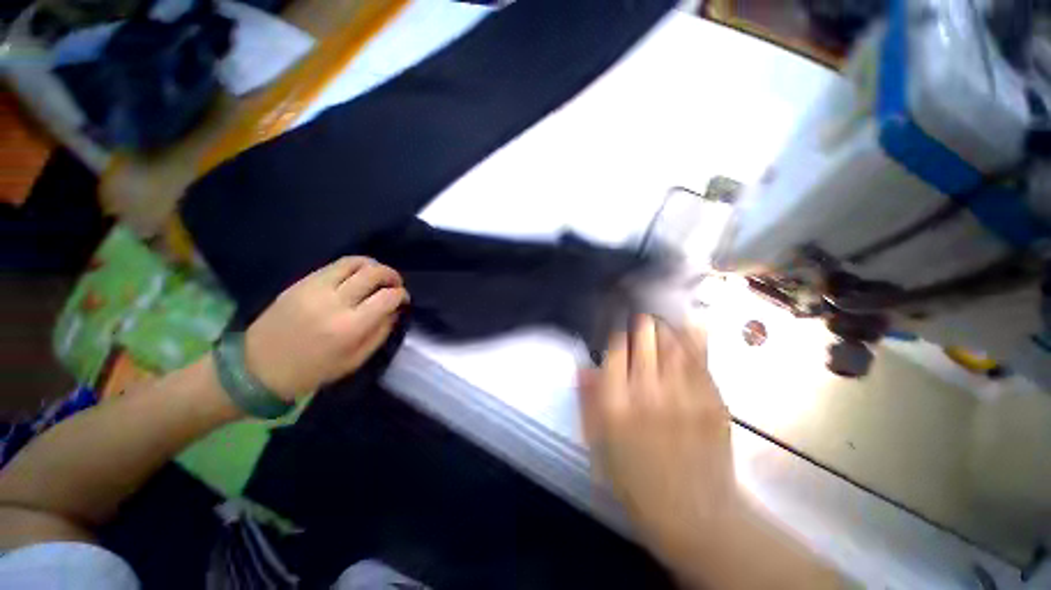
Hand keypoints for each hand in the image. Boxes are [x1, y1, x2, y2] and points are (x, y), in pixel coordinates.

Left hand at [244, 257, 408, 399]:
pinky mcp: (301, 282)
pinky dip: (354, 266)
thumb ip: (380, 333)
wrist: (257, 368)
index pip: (387, 297)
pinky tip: (357, 276)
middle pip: (373, 273)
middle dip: (392, 275)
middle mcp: (334, 302)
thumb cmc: (312, 371)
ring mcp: (315, 288)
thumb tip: (395, 310)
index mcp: (349, 327)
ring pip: (354, 262)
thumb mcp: (355, 361)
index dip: (401, 295)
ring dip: (374, 266)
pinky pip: (335, 265)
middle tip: (395, 284)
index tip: (403, 299)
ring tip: (378, 276)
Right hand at [578, 316, 735, 545]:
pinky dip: (693, 337)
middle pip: (645, 338)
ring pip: (673, 341)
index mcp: (617, 404)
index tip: (619, 332)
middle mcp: (649, 392)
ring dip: (665, 326)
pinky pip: (701, 358)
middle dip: (641, 323)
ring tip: (661, 320)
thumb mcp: (599, 445)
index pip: (616, 350)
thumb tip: (582, 367)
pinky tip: (688, 323)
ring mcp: (684, 395)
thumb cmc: (637, 480)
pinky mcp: (712, 400)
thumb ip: (588, 402)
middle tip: (640, 320)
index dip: (618, 335)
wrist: (695, 515)